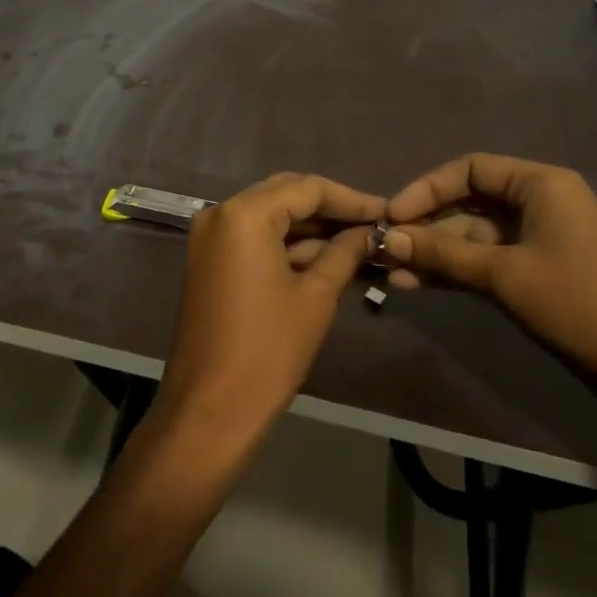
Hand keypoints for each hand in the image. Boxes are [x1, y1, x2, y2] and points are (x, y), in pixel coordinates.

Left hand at [154, 173, 383, 454]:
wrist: (211, 408)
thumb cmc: (268, 350)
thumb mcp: (316, 296)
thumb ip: (344, 253)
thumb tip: (369, 232)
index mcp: (244, 214)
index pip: (306, 188)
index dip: (350, 199)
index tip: (387, 212)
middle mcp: (220, 213)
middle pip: (285, 195)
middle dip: (330, 209)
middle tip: (373, 225)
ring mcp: (210, 237)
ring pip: (269, 217)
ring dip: (310, 228)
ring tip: (359, 242)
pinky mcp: (209, 260)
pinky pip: (254, 238)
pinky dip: (287, 245)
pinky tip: (326, 256)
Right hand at [384, 153, 596, 404]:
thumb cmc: (583, 303)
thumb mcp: (505, 275)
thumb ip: (443, 254)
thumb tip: (388, 239)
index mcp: (541, 184)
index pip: (469, 169)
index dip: (426, 189)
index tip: (392, 216)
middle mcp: (540, 204)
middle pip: (469, 203)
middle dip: (426, 227)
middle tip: (384, 249)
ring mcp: (541, 242)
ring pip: (475, 238)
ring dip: (435, 254)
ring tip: (391, 274)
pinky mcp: (541, 276)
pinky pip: (488, 264)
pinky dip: (456, 273)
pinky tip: (419, 286)